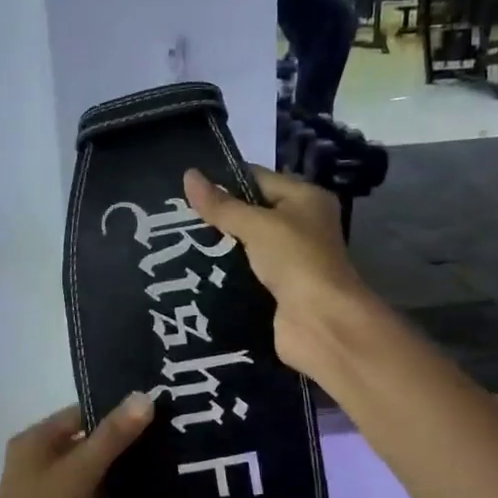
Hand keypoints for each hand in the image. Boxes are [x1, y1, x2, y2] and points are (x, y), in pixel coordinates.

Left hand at [0, 396, 154, 497]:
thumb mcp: (81, 471)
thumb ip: (113, 435)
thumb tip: (144, 396)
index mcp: (34, 441)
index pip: (80, 413)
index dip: (114, 411)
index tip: (155, 411)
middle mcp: (36, 460)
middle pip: (84, 440)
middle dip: (120, 440)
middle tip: (165, 436)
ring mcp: (45, 491)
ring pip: (88, 469)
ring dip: (117, 469)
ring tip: (162, 463)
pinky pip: (88, 495)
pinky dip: (109, 494)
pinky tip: (141, 497)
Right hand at [182, 166, 372, 379]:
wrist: (321, 322)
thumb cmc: (296, 260)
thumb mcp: (257, 225)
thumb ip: (222, 205)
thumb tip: (188, 175)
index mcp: (305, 198)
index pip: (258, 178)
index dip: (224, 180)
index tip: (186, 186)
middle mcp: (301, 225)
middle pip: (252, 212)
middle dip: (218, 215)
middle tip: (176, 215)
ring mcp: (290, 259)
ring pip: (246, 246)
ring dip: (219, 246)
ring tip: (178, 241)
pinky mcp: (278, 289)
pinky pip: (246, 273)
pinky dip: (226, 273)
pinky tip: (195, 271)